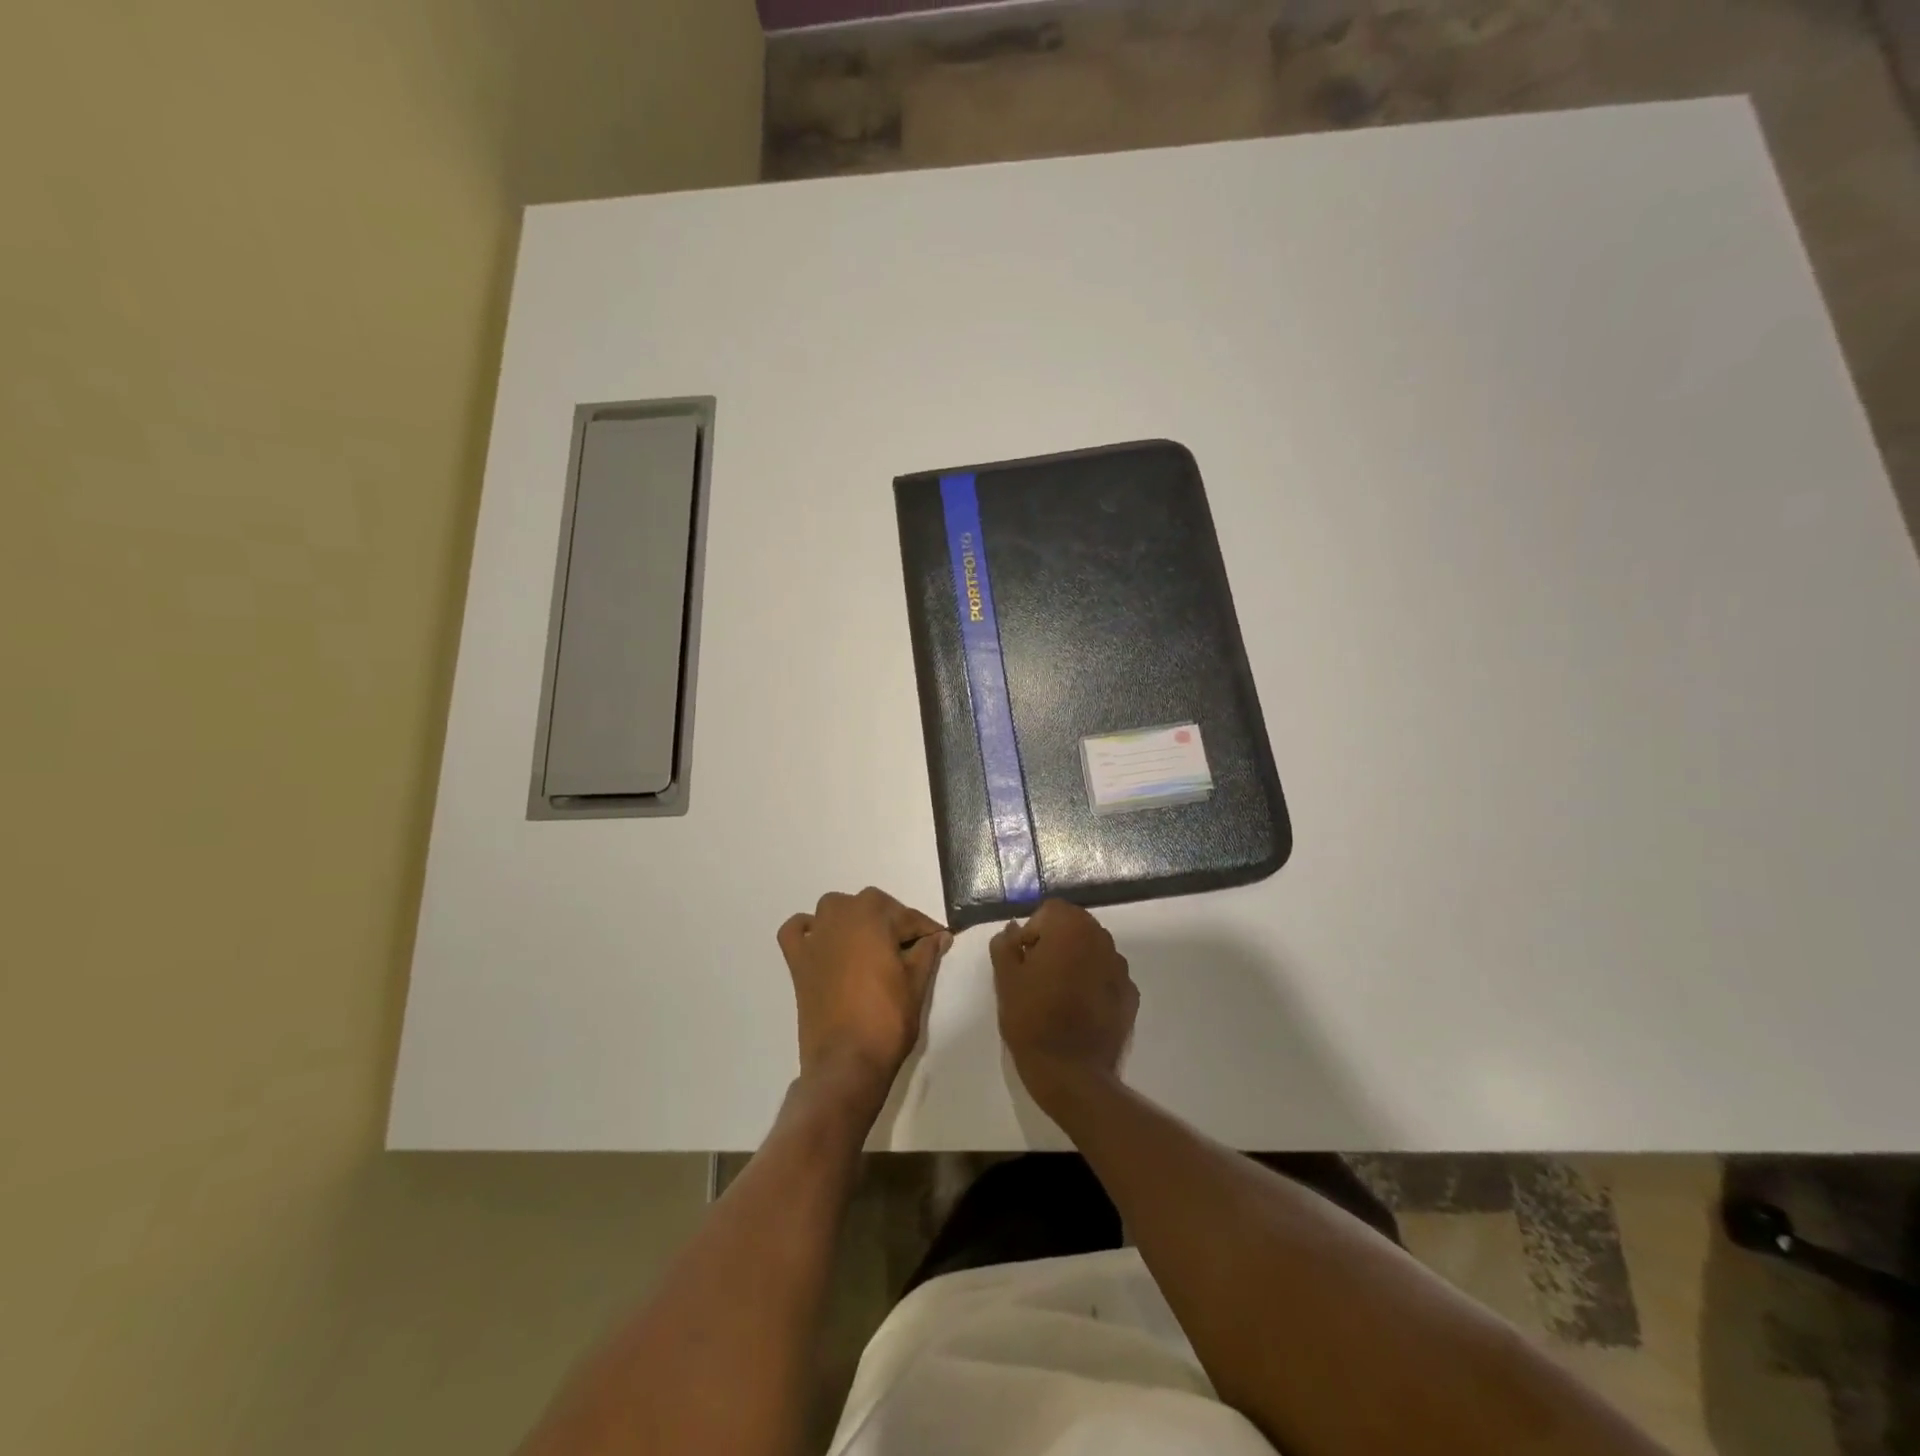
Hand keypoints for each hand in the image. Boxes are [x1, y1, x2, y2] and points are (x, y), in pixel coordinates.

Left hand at [778, 888, 951, 1105]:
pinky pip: (798, 931)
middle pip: (872, 907)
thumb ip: (927, 952)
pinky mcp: (797, 960)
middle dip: (893, 923)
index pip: (907, 916)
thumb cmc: (887, 1019)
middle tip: (910, 950)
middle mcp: (840, 915)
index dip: (926, 930)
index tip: (940, 940)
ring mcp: (815, 937)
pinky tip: (824, 943)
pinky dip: (810, 929)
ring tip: (872, 946)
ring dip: (854, 919)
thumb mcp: (916, 983)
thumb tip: (940, 936)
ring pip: (836, 910)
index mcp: (872, 915)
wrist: (846, 1062)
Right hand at [991, 899, 1137, 1108]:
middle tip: (1037, 977)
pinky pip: (1106, 977)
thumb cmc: (1032, 1019)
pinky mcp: (1131, 996)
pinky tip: (1079, 1011)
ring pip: (1092, 951)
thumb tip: (1014, 930)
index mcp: (1072, 928)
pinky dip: (1093, 984)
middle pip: (1074, 927)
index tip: (1023, 961)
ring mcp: (1121, 968)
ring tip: (1058, 995)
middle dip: (1055, 943)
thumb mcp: (1005, 979)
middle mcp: (1102, 939)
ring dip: (1076, 962)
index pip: (1049, 911)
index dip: (1032, 932)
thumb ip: (1005, 945)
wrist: (1072, 1075)